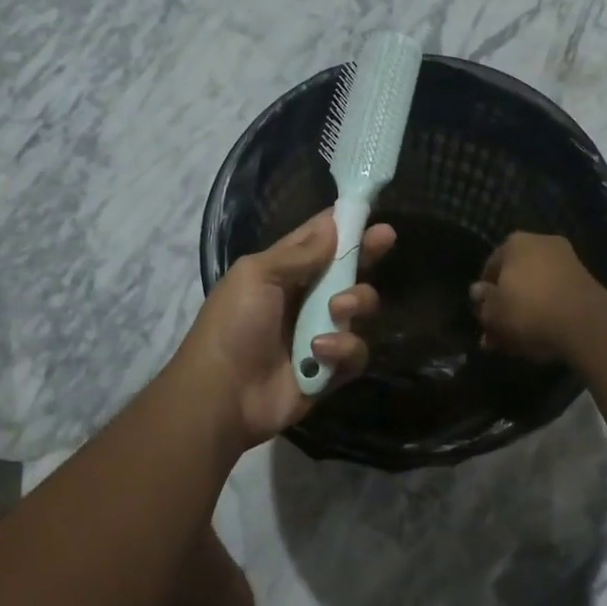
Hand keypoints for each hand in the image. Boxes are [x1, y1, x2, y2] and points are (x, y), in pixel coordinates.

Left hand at [178, 210, 396, 448]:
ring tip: (337, 310)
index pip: (319, 240)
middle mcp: (305, 299)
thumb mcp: (256, 276)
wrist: (221, 395)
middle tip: (385, 238)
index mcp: (283, 272)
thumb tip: (333, 224)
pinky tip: (319, 351)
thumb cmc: (233, 325)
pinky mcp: (330, 369)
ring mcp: (320, 333)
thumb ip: (298, 253)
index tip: (370, 209)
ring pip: (359, 308)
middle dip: (366, 253)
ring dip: (354, 303)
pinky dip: (343, 348)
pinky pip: (355, 351)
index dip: (344, 223)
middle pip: (347, 270)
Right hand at [469, 232, 604, 361]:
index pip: (490, 268)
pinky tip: (541, 335)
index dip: (484, 296)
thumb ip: (483, 302)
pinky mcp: (585, 281)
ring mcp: (566, 260)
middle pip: (515, 279)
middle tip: (498, 335)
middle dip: (505, 306)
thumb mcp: (493, 313)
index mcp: (514, 242)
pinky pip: (556, 296)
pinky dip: (547, 312)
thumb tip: (478, 291)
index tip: (483, 317)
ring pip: (536, 289)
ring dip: (525, 312)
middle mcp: (541, 243)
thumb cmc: (528, 310)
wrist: (584, 323)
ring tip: (517, 342)